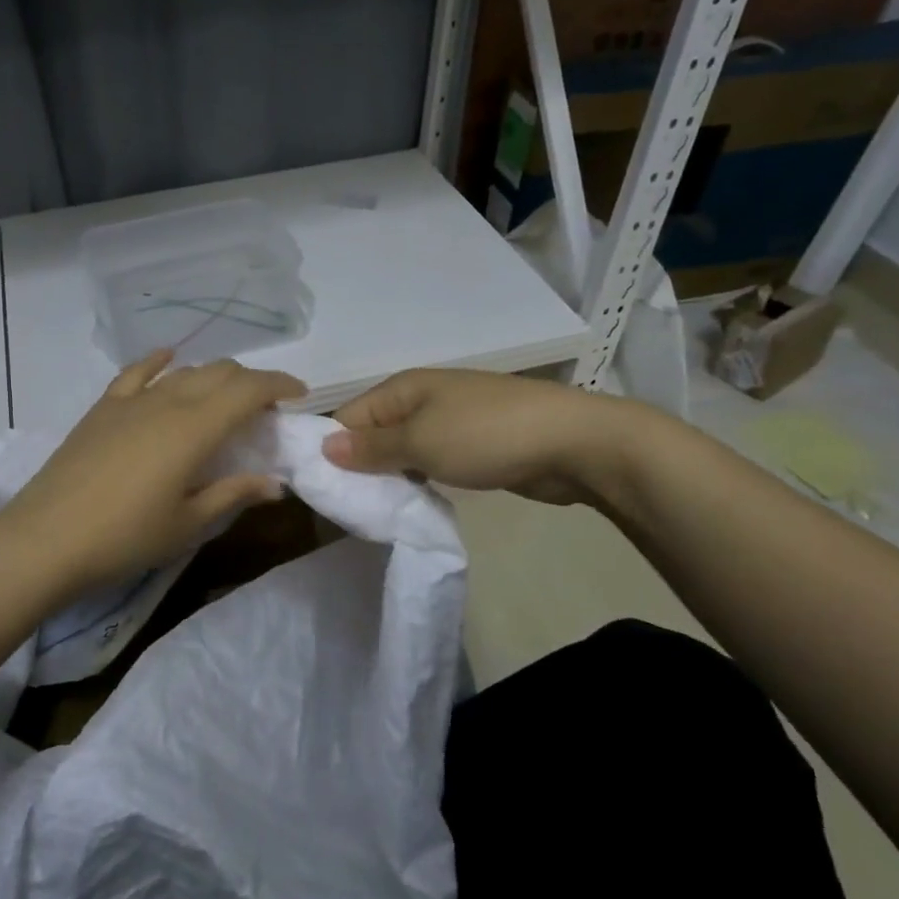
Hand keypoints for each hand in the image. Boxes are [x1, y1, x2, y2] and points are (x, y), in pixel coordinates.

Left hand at [0, 351, 306, 591]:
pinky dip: (159, 362)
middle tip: (264, 409)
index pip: (247, 390)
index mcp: (194, 428)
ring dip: (213, 377)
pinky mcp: (103, 408)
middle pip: (219, 373)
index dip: (278, 385)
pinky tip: (169, 359)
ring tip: (224, 398)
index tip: (299, 395)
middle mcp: (167, 402)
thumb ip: (233, 494)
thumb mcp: (187, 523)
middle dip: (250, 382)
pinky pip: (137, 372)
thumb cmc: (125, 538)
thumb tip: (276, 483)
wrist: (45, 539)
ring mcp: (131, 401)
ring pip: (184, 372)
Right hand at [321, 368, 647, 504]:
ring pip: (402, 449)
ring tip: (380, 511)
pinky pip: (430, 460)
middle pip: (374, 432)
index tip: (325, 491)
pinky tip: (416, 502)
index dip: (333, 450)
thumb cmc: (487, 435)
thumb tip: (323, 447)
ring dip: (392, 476)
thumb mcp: (420, 442)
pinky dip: (420, 479)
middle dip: (361, 467)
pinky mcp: (472, 444)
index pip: (348, 416)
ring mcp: (450, 420)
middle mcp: (421, 398)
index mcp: (403, 387)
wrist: (574, 442)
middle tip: (353, 509)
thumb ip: (371, 447)